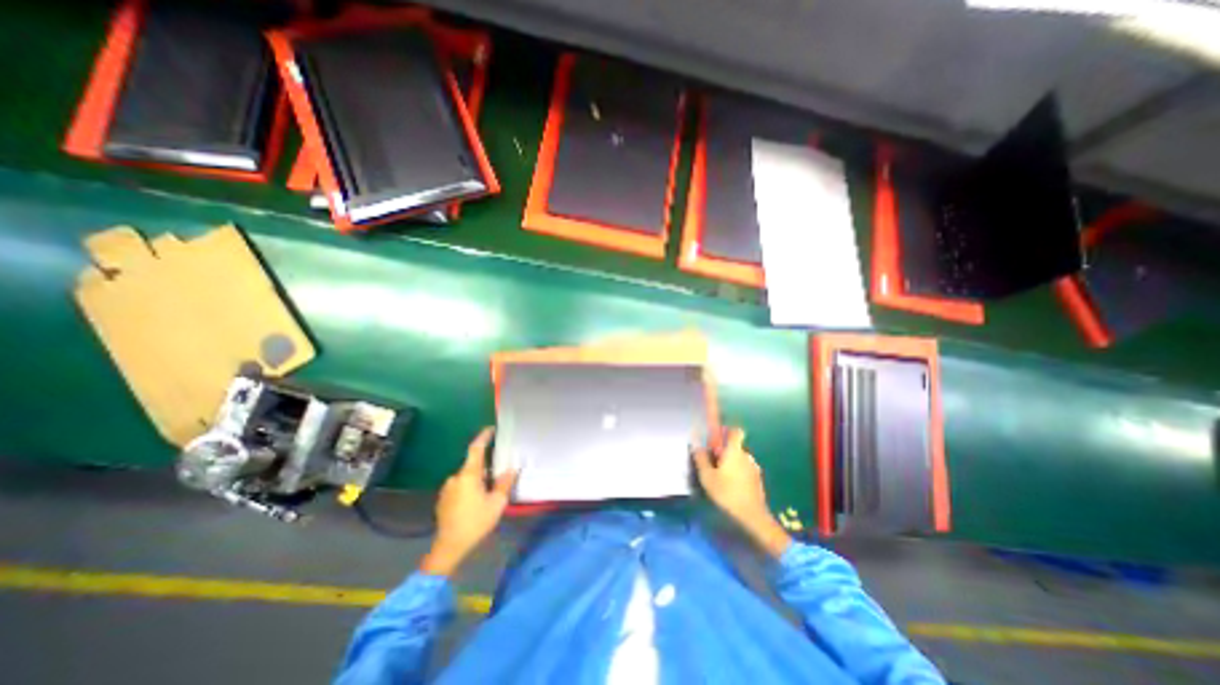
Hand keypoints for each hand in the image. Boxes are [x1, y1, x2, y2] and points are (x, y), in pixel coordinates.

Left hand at [422, 426, 516, 574]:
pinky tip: (475, 502)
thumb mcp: (497, 503)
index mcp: (469, 475)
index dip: (483, 437)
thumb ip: (505, 483)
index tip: (491, 429)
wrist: (449, 547)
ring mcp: (447, 489)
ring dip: (477, 480)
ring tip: (488, 492)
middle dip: (485, 467)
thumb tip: (512, 468)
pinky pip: (460, 487)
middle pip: (472, 465)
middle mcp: (455, 477)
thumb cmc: (475, 522)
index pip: (476, 449)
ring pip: (466, 477)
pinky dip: (469, 488)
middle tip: (498, 475)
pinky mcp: (443, 500)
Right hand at [696, 429, 792, 558]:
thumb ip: (701, 458)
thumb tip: (695, 442)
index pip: (736, 431)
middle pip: (735, 446)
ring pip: (740, 458)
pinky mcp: (757, 480)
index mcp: (734, 451)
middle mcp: (747, 455)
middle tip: (713, 460)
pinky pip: (745, 469)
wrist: (752, 516)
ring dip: (731, 462)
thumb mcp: (707, 476)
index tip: (718, 436)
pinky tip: (730, 485)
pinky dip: (738, 472)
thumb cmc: (727, 493)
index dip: (728, 430)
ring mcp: (754, 467)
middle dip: (725, 450)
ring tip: (720, 475)